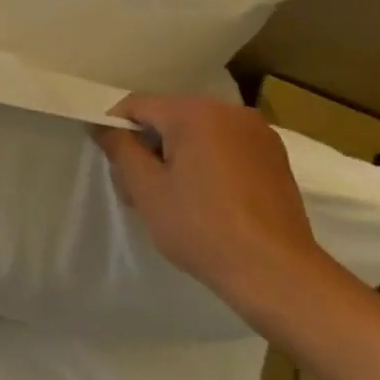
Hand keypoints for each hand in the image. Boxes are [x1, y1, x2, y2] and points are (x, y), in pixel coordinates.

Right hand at [94, 94, 328, 313]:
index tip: (112, 164)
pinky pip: (226, 146)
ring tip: (173, 198)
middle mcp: (230, 111)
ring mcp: (258, 133)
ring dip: (178, 155)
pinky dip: (208, 162)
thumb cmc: (202, 227)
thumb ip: (120, 149)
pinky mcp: (275, 157)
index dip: (115, 129)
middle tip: (138, 189)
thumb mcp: (146, 189)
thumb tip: (103, 126)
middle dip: (148, 145)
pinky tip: (207, 199)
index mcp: (195, 112)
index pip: (137, 106)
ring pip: (198, 132)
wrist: (276, 273)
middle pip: (169, 117)